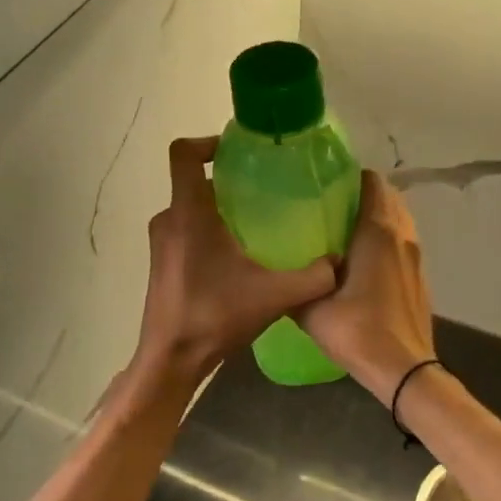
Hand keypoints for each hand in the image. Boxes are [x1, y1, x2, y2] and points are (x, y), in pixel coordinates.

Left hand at [131, 137, 338, 391]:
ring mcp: (162, 243)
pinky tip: (238, 256)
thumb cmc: (214, 317)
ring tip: (255, 222)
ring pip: (190, 208)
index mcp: (189, 214)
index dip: (207, 142)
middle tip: (263, 189)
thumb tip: (338, 262)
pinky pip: (185, 230)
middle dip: (226, 179)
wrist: (171, 359)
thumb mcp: (273, 296)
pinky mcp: (162, 262)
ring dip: (218, 208)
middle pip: (192, 180)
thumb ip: (312, 277)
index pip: (183, 154)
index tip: (238, 152)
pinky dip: (208, 230)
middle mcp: (169, 220)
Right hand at [298, 171, 434, 400]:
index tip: (326, 182)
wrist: (404, 370)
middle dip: (362, 194)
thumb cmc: (358, 331)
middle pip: (388, 197)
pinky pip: (402, 243)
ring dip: (377, 217)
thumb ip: (296, 285)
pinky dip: (386, 239)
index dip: (351, 176)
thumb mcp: (312, 309)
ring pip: (398, 220)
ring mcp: (416, 257)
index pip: (372, 183)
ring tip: (344, 230)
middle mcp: (401, 236)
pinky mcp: (419, 277)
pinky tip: (362, 260)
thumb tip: (281, 274)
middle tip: (329, 205)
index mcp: (377, 232)